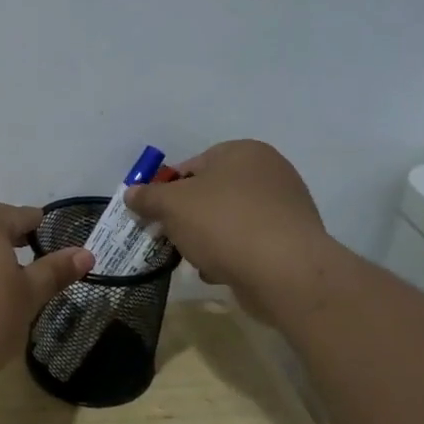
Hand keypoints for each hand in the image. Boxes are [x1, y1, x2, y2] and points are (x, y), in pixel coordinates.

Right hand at [124, 140, 342, 320]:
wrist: (285, 272)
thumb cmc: (224, 224)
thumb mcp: (172, 205)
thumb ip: (148, 197)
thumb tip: (132, 193)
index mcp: (242, 151)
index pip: (191, 166)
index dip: (166, 191)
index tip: (154, 216)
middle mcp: (268, 171)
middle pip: (210, 194)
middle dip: (187, 218)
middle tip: (171, 239)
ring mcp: (284, 206)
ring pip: (228, 221)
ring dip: (208, 239)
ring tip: (197, 260)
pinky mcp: (292, 240)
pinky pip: (249, 242)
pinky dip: (232, 255)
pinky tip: (221, 271)